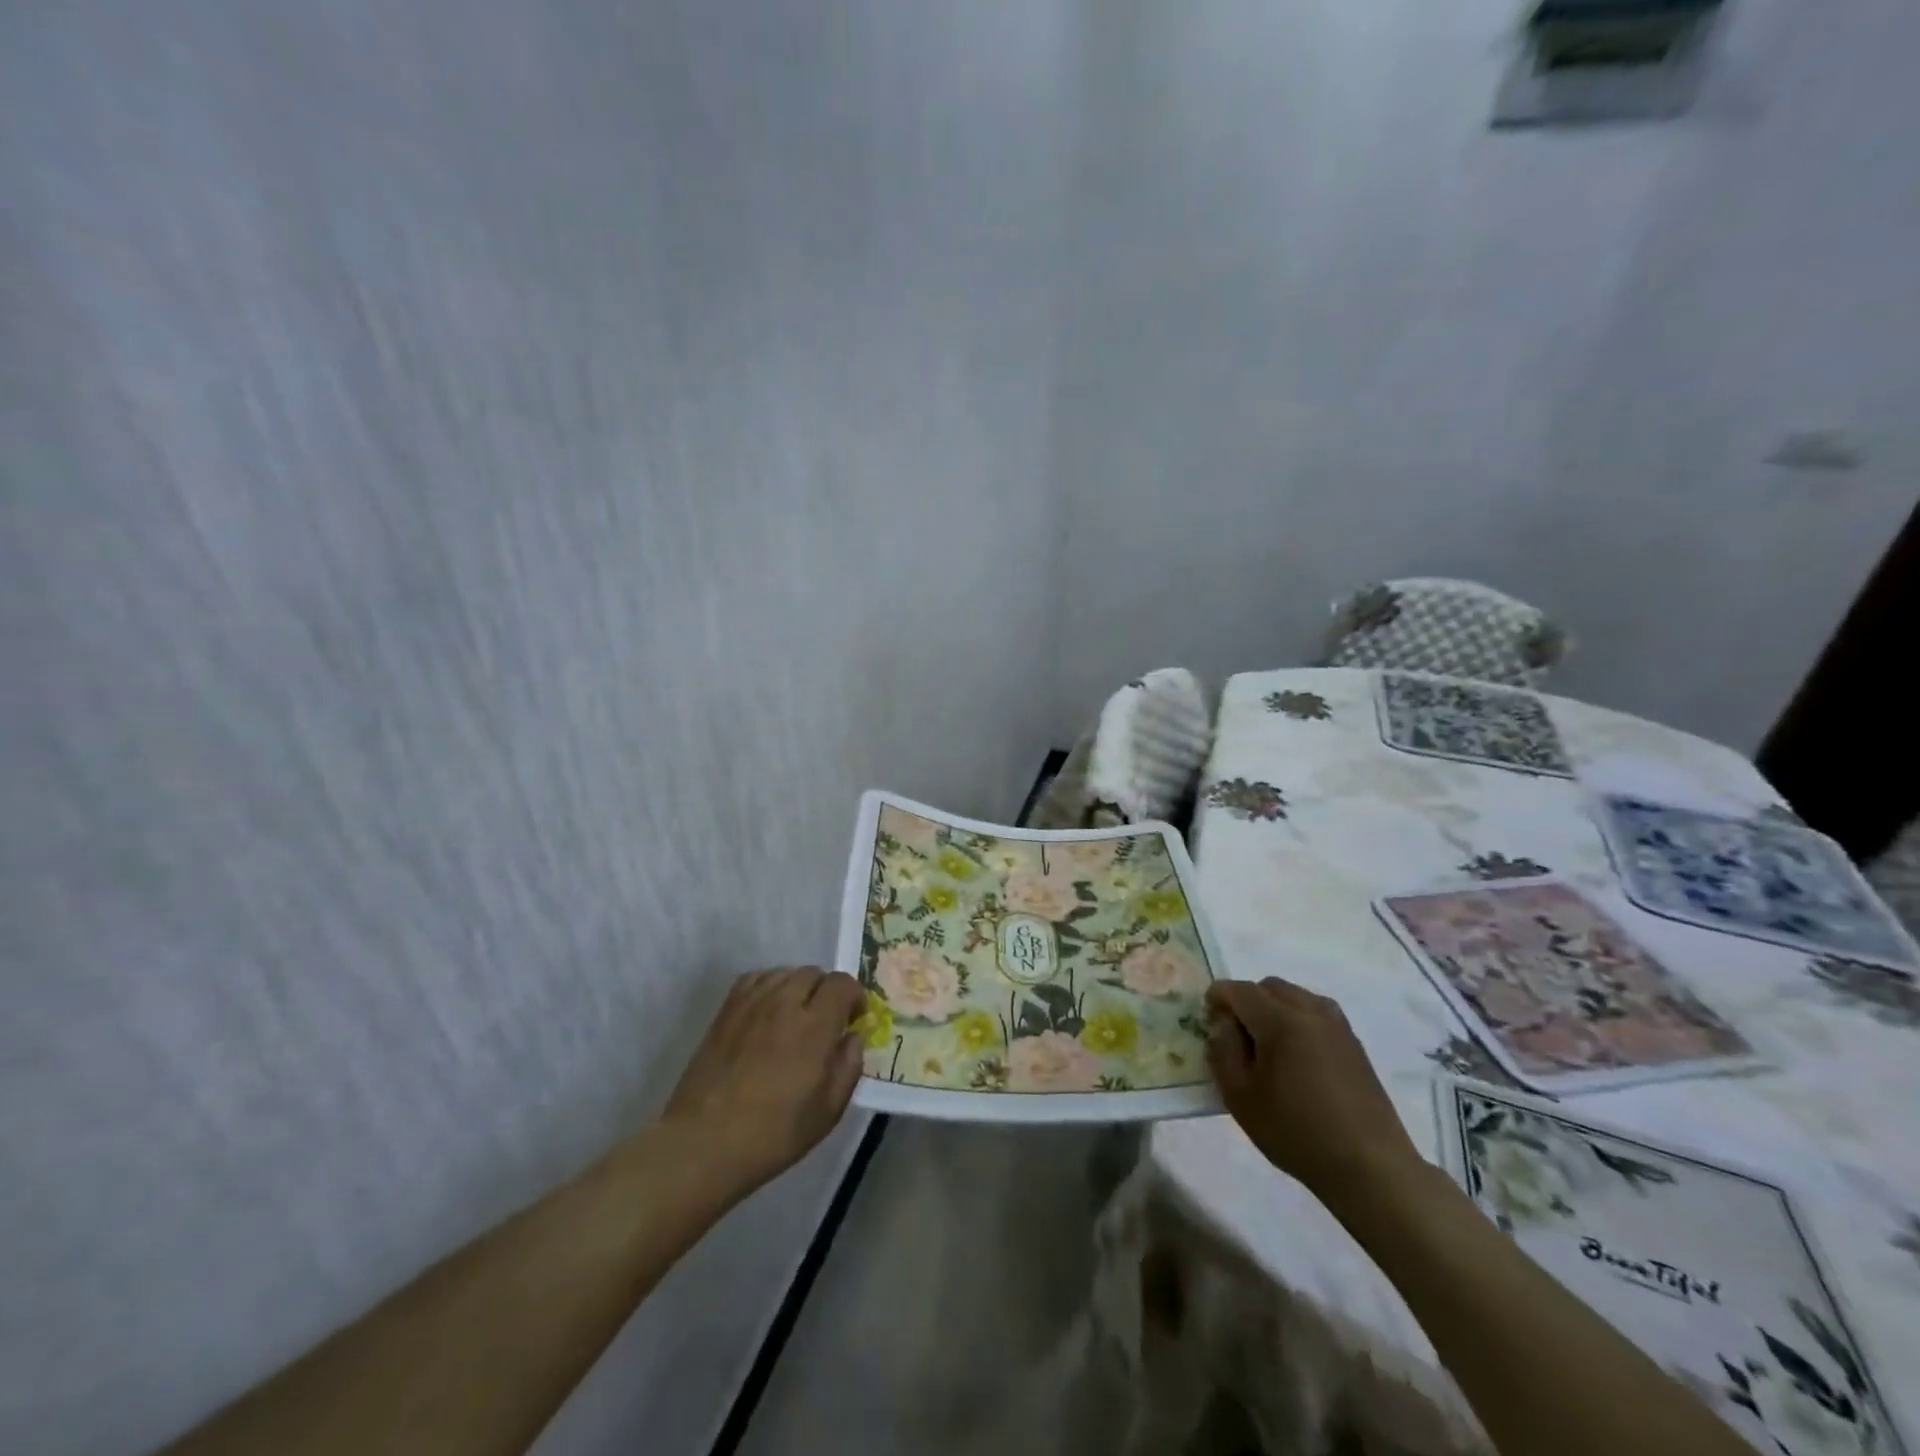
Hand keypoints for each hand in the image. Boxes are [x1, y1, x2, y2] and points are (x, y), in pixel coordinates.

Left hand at [663, 966, 865, 1198]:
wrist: (704, 1143)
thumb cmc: (773, 1133)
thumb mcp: (827, 1111)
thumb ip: (848, 1066)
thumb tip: (853, 1037)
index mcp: (814, 1026)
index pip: (842, 984)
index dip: (854, 996)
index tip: (854, 1019)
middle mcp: (784, 1003)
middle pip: (814, 973)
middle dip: (827, 991)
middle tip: (826, 1021)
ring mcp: (751, 1002)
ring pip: (785, 972)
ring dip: (799, 987)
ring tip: (796, 1015)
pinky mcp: (726, 1010)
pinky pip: (756, 978)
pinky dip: (770, 985)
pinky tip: (769, 1009)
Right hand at [1205, 976, 1419, 1203]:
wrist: (1370, 1167)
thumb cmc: (1296, 1132)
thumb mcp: (1240, 1097)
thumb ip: (1222, 1051)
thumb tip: (1222, 1024)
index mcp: (1280, 1020)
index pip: (1238, 990)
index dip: (1217, 999)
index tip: (1208, 1023)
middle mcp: (1311, 1011)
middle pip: (1268, 986)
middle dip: (1246, 1001)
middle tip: (1237, 1037)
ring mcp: (1337, 1026)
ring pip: (1296, 996)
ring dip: (1274, 1008)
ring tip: (1268, 1046)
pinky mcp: (1354, 1044)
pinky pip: (1317, 1013)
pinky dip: (1298, 1020)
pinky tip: (1297, 1058)